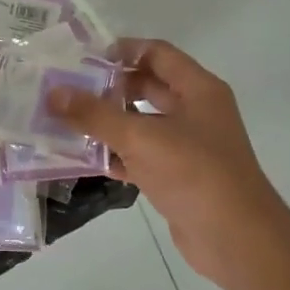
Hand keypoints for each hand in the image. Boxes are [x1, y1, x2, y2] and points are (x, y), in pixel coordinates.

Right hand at [51, 40, 289, 289]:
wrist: (235, 239)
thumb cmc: (193, 173)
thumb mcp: (140, 137)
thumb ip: (95, 114)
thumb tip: (53, 93)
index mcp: (198, 89)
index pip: (157, 53)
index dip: (121, 50)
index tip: (82, 58)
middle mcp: (196, 111)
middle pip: (147, 87)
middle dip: (109, 88)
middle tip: (67, 90)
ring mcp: (188, 146)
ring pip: (142, 124)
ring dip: (108, 124)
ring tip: (66, 122)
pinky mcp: (178, 177)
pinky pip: (142, 156)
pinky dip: (116, 156)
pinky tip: (85, 159)